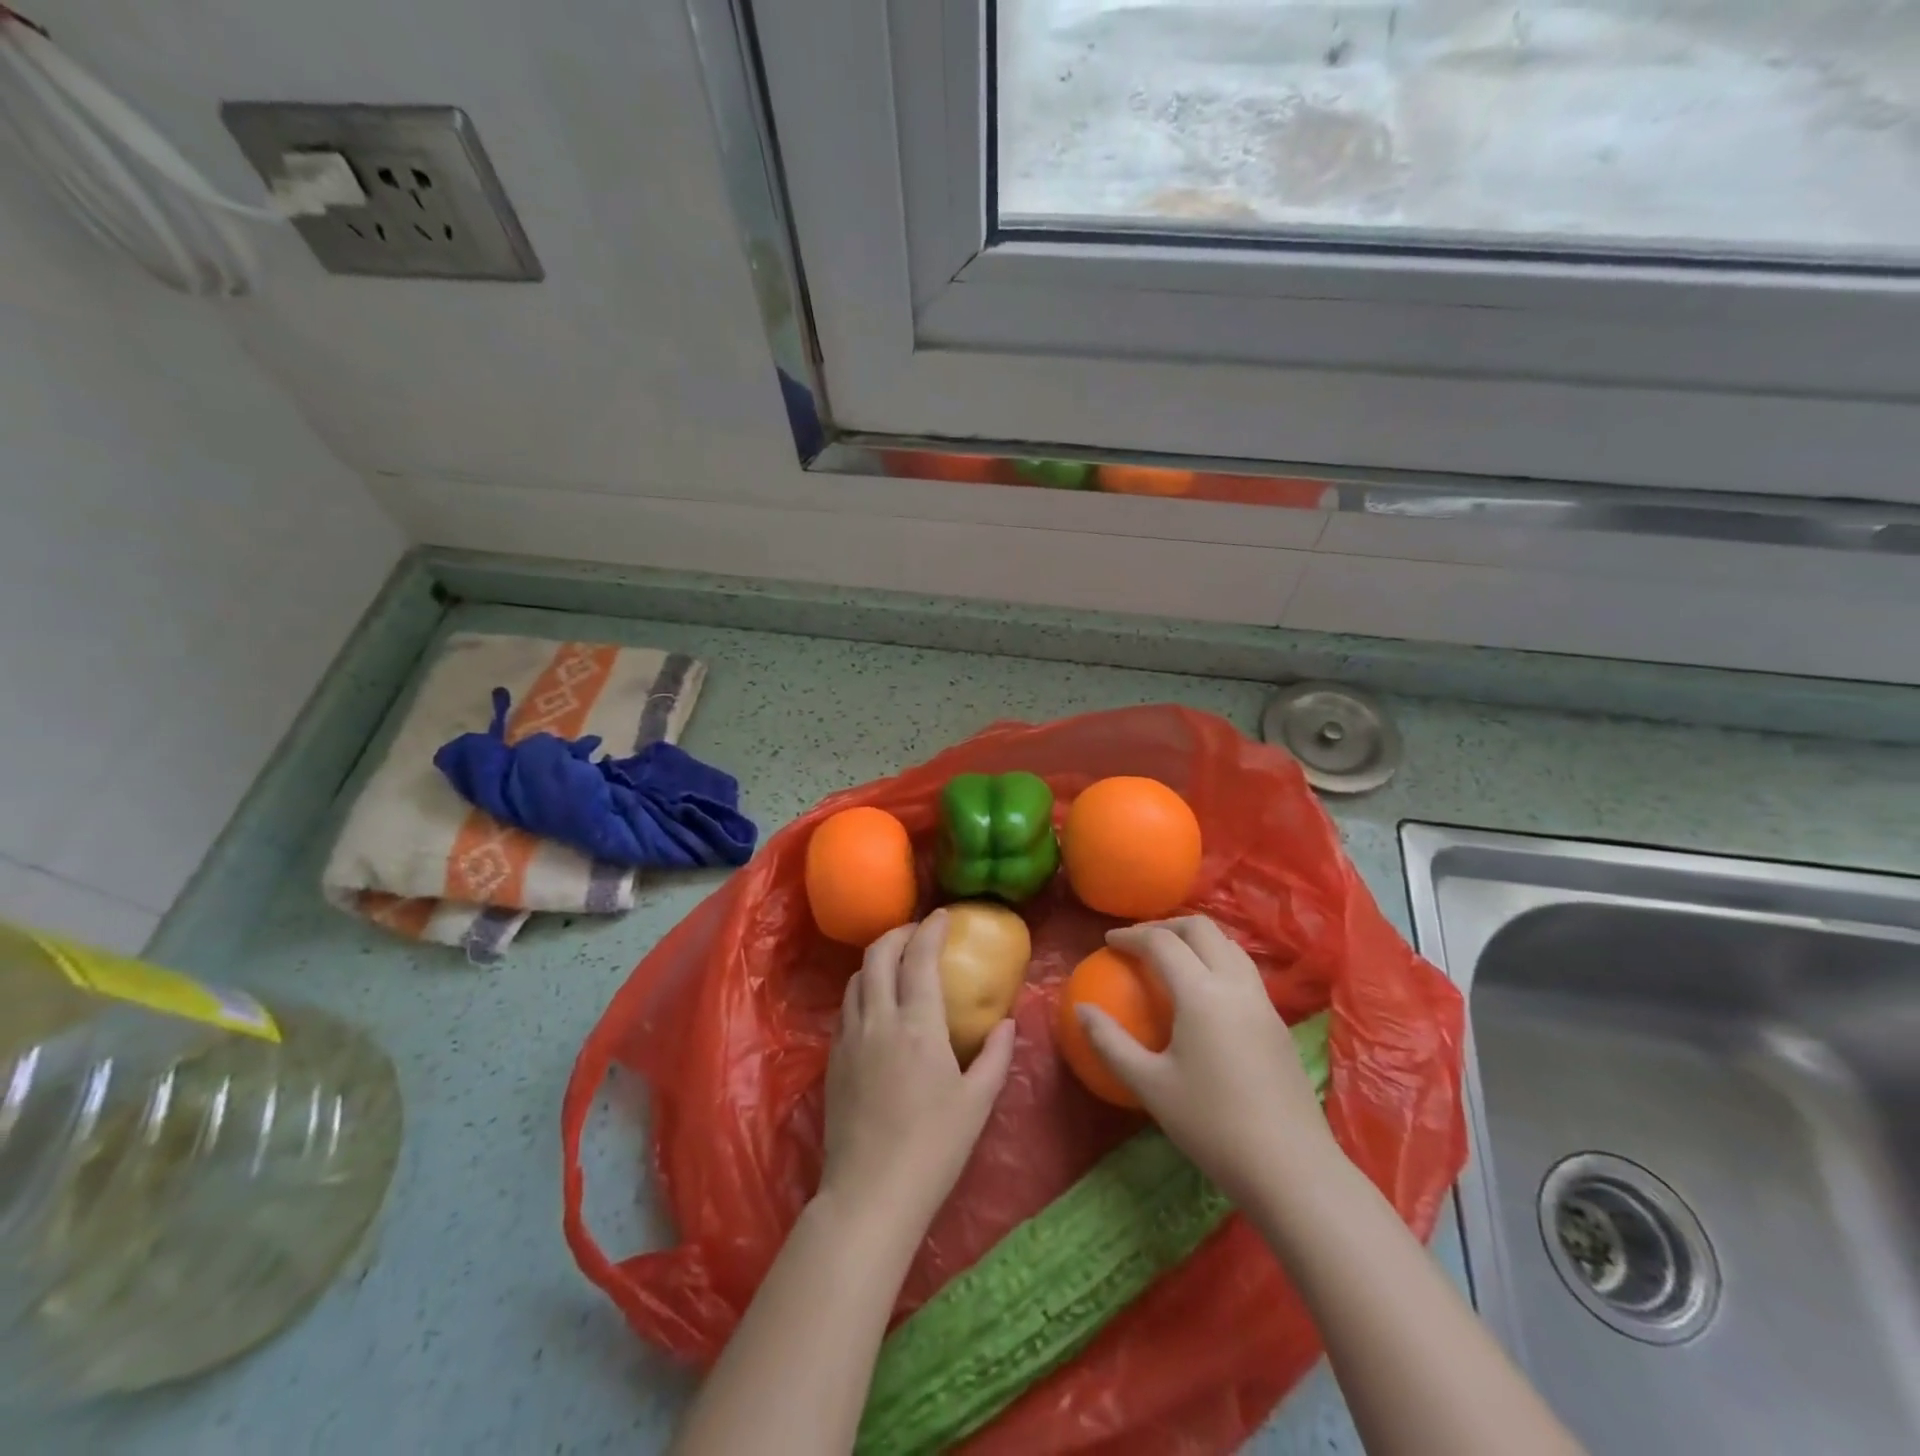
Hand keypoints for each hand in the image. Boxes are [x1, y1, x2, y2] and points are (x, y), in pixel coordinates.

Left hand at [819, 911, 1015, 1249]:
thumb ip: (995, 1056)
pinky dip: (862, 989)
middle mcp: (878, 1019)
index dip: (930, 929)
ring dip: (877, 959)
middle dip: (897, 933)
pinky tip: (875, 1004)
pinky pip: (845, 1007)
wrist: (870, 1195)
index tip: (942, 917)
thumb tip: (1008, 1023)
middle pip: (878, 955)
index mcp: (917, 1024)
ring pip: (856, 978)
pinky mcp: (833, 1059)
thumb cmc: (934, 1148)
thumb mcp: (977, 1102)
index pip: (919, 957)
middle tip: (917, 933)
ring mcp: (849, 1038)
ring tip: (896, 962)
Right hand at [1077, 915, 1335, 1205]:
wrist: (1292, 1170)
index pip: (1162, 942)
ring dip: (1196, 940)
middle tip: (1139, 942)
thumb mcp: (1150, 1086)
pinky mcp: (1278, 1024)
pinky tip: (1204, 994)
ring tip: (1171, 958)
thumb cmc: (1212, 1126)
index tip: (1108, 943)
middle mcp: (1236, 984)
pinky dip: (1217, 961)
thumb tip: (1081, 1010)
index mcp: (1201, 993)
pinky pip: (1244, 971)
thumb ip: (1110, 1043)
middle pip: (1202, 929)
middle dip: (1166, 925)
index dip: (1131, 936)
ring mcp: (1263, 1002)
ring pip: (1229, 945)